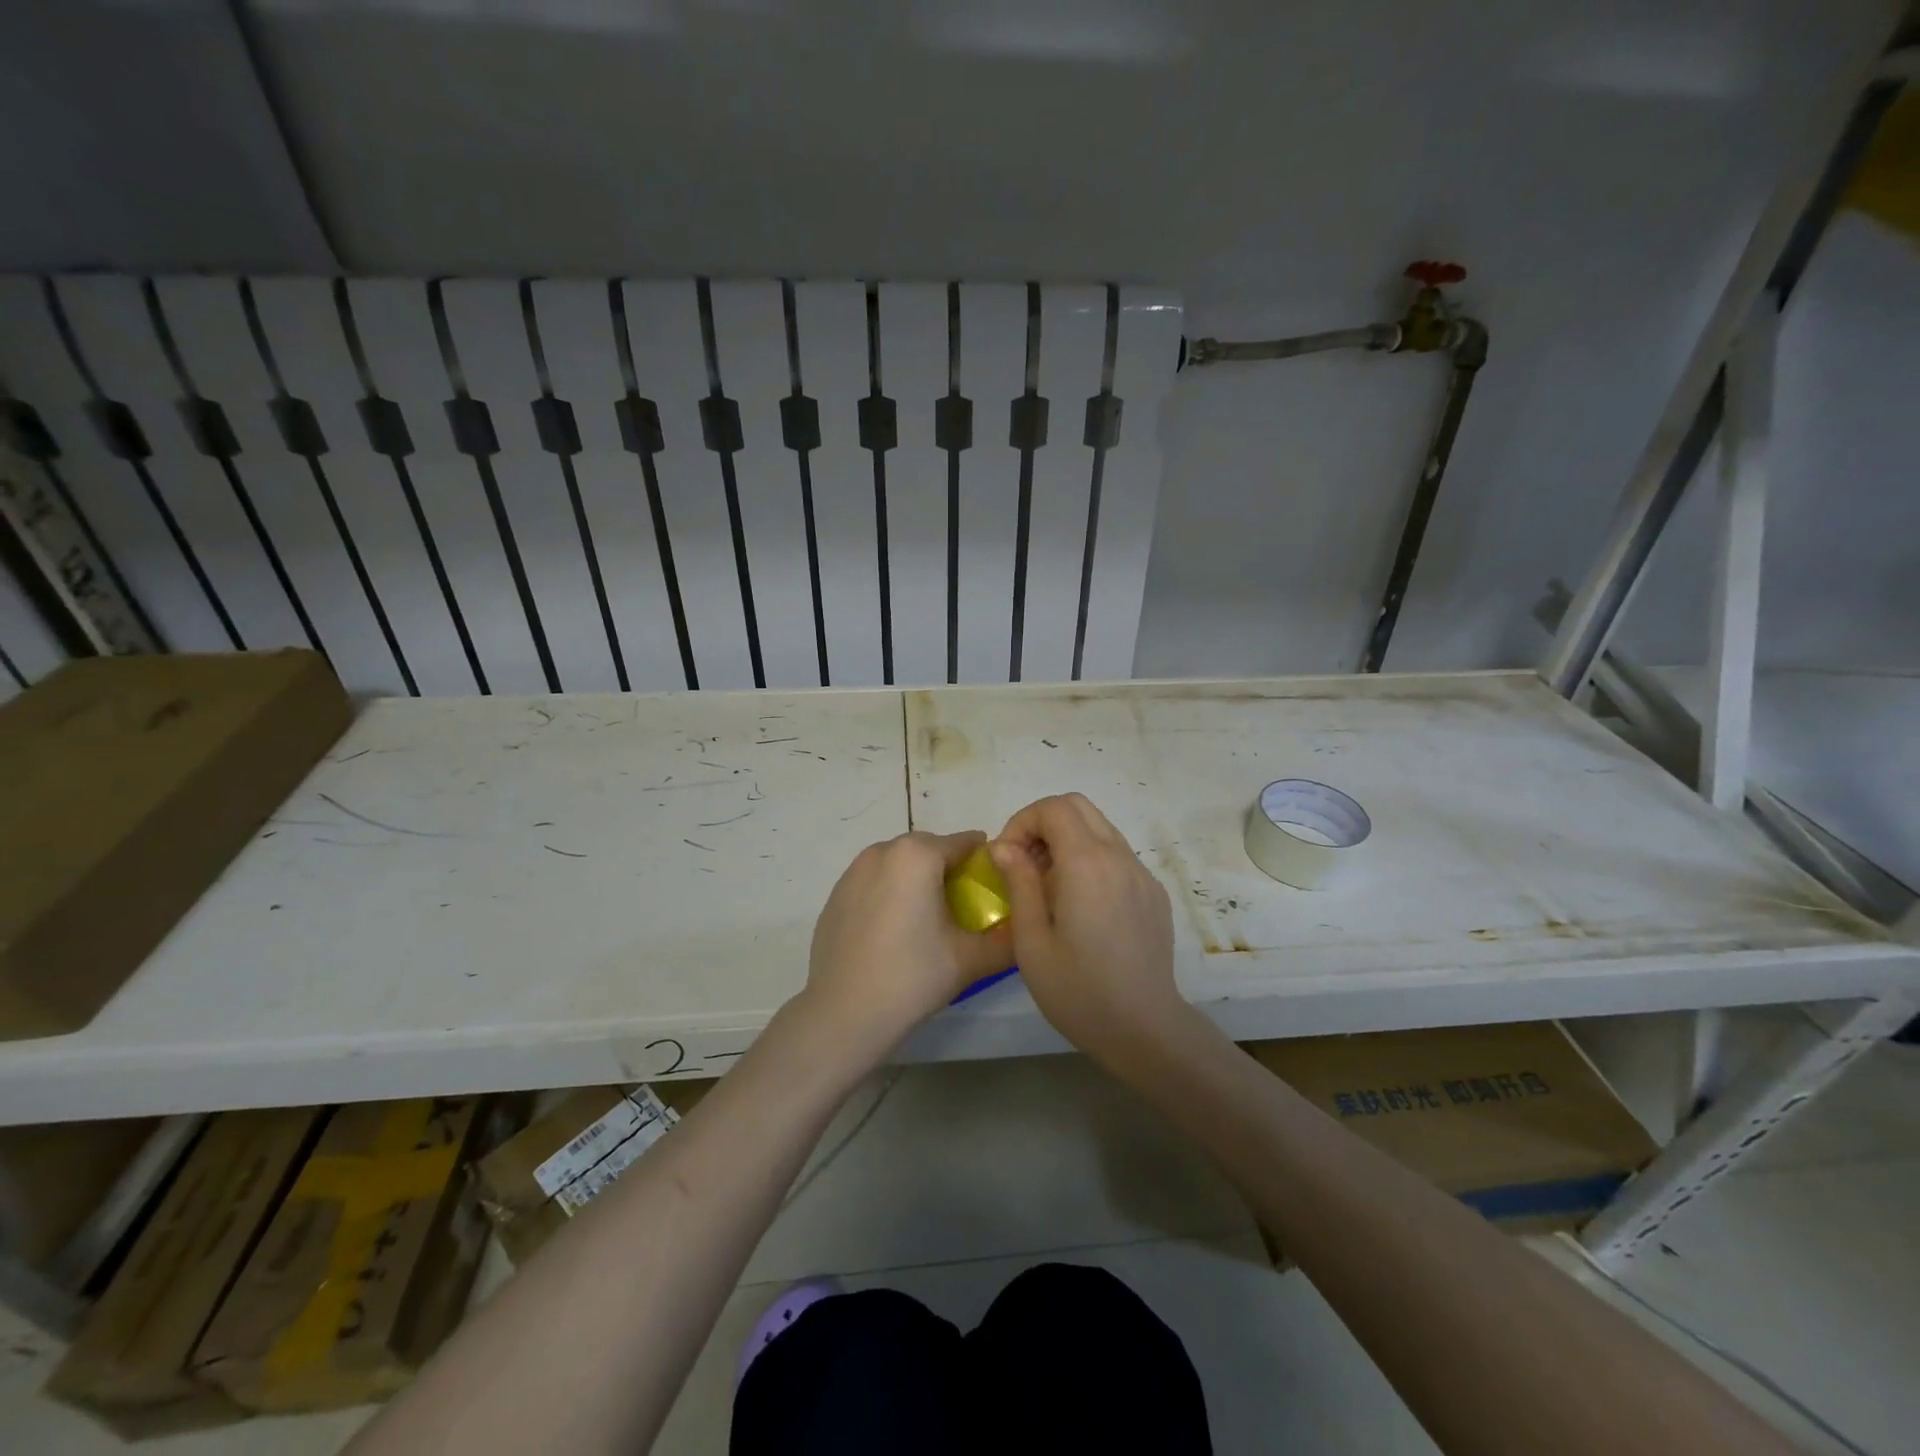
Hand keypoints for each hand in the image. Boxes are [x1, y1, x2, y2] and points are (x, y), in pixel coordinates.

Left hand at [800, 830, 1013, 1063]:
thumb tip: (1026, 927)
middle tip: (963, 909)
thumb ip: (1008, 939)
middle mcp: (883, 851)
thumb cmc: (912, 977)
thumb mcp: (971, 959)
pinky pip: (874, 882)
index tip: (994, 890)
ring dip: (917, 880)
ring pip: (899, 864)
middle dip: (949, 870)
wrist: (843, 1013)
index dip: (984, 863)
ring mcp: (853, 872)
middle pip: (930, 849)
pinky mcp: (835, 895)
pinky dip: (889, 894)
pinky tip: (894, 933)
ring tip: (927, 922)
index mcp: (918, 855)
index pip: (964, 843)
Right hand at [990, 794, 1182, 1060]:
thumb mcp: (1031, 940)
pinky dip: (1091, 860)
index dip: (1023, 822)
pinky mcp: (1153, 893)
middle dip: (1044, 823)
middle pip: (1079, 806)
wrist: (1144, 1029)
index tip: (1008, 858)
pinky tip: (1081, 906)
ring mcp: (1142, 874)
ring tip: (1049, 886)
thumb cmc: (1078, 990)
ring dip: (1068, 840)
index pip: (1054, 808)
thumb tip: (1004, 846)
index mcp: (1087, 864)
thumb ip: (1019, 882)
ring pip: (1100, 828)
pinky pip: (1117, 856)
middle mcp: (1119, 857)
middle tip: (1025, 864)